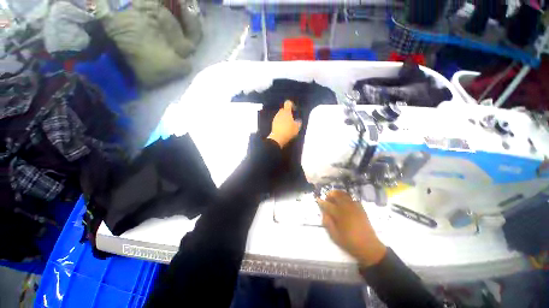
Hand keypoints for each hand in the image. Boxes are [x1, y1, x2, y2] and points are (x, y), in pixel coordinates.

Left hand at [267, 101, 301, 147]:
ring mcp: (275, 118)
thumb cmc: (288, 131)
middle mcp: (280, 113)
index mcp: (286, 112)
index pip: (288, 103)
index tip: (294, 110)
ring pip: (280, 115)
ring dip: (284, 118)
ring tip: (287, 124)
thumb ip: (298, 123)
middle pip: (284, 109)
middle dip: (287, 113)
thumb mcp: (297, 128)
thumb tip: (298, 121)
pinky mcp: (273, 123)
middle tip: (291, 119)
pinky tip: (283, 128)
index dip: (291, 105)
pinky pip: (277, 120)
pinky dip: (280, 122)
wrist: (278, 138)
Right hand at [317, 190, 386, 266]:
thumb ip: (327, 223)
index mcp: (339, 214)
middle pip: (336, 194)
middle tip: (327, 200)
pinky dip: (346, 198)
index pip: (327, 204)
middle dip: (330, 195)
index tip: (317, 199)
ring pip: (344, 194)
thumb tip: (324, 213)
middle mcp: (346, 207)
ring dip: (338, 194)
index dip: (321, 201)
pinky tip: (345, 204)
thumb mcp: (334, 235)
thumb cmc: (349, 242)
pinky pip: (352, 199)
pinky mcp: (361, 208)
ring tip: (335, 199)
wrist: (369, 247)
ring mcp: (354, 207)